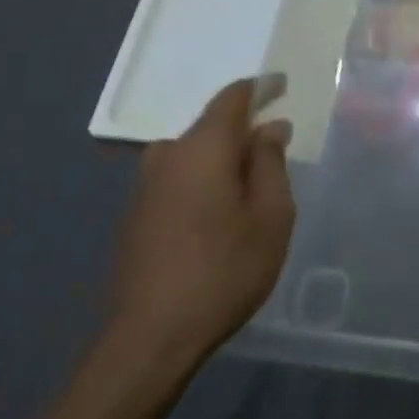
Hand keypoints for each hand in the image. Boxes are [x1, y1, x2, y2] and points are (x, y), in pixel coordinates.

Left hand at [106, 77, 295, 375]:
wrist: (151, 335)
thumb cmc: (224, 270)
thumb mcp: (270, 216)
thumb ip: (271, 163)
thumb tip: (269, 128)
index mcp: (203, 147)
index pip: (233, 98)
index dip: (260, 88)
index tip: (281, 84)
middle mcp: (168, 155)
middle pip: (212, 127)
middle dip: (245, 131)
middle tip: (275, 149)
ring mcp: (145, 185)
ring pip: (195, 155)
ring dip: (224, 160)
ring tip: (251, 187)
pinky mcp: (136, 212)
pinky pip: (180, 178)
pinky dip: (204, 181)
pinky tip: (219, 212)